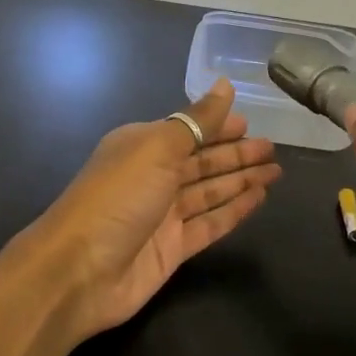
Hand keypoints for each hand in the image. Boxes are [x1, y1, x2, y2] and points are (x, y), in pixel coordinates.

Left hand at [20, 79, 281, 345]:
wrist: (80, 270)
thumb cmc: (117, 197)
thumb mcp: (157, 148)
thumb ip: (196, 121)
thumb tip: (224, 84)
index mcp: (140, 146)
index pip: (187, 131)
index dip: (218, 126)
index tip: (250, 122)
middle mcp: (151, 177)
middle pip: (201, 161)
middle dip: (235, 154)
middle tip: (273, 148)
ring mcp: (162, 215)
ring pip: (209, 192)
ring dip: (240, 180)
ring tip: (276, 171)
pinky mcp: (173, 248)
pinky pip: (211, 223)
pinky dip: (234, 210)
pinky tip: (259, 199)